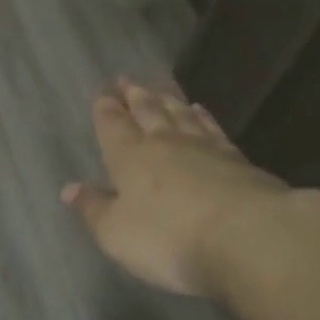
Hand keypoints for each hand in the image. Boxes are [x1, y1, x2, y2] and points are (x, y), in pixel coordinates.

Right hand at [63, 79, 288, 297]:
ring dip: (167, 99)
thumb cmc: (169, 239)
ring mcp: (205, 148)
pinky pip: (213, 128)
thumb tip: (70, 189)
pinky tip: (200, 110)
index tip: (103, 94)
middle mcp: (165, 143)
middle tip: (127, 80)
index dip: (106, 110)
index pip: (113, 126)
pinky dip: (203, 117)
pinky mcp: (238, 160)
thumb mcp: (116, 233)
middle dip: (134, 96)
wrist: (249, 237)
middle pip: (148, 111)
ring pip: (181, 114)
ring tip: (159, 87)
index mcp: (130, 157)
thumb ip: (94, 209)